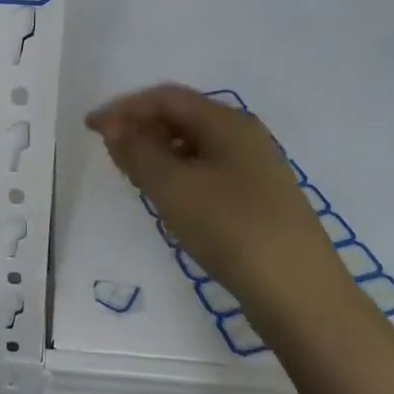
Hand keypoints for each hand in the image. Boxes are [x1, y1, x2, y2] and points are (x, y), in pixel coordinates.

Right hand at [87, 84, 331, 287]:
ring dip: (158, 152)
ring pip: (195, 145)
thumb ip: (137, 152)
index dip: (125, 108)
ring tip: (133, 175)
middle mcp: (244, 136)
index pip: (166, 98)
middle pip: (182, 117)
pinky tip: (168, 198)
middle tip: (110, 153)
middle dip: (141, 128)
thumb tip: (114, 127)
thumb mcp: (173, 188)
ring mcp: (255, 168)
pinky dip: (179, 174)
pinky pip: (208, 170)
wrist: (301, 295)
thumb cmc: (231, 229)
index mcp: (227, 122)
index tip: (92, 129)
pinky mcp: (258, 199)